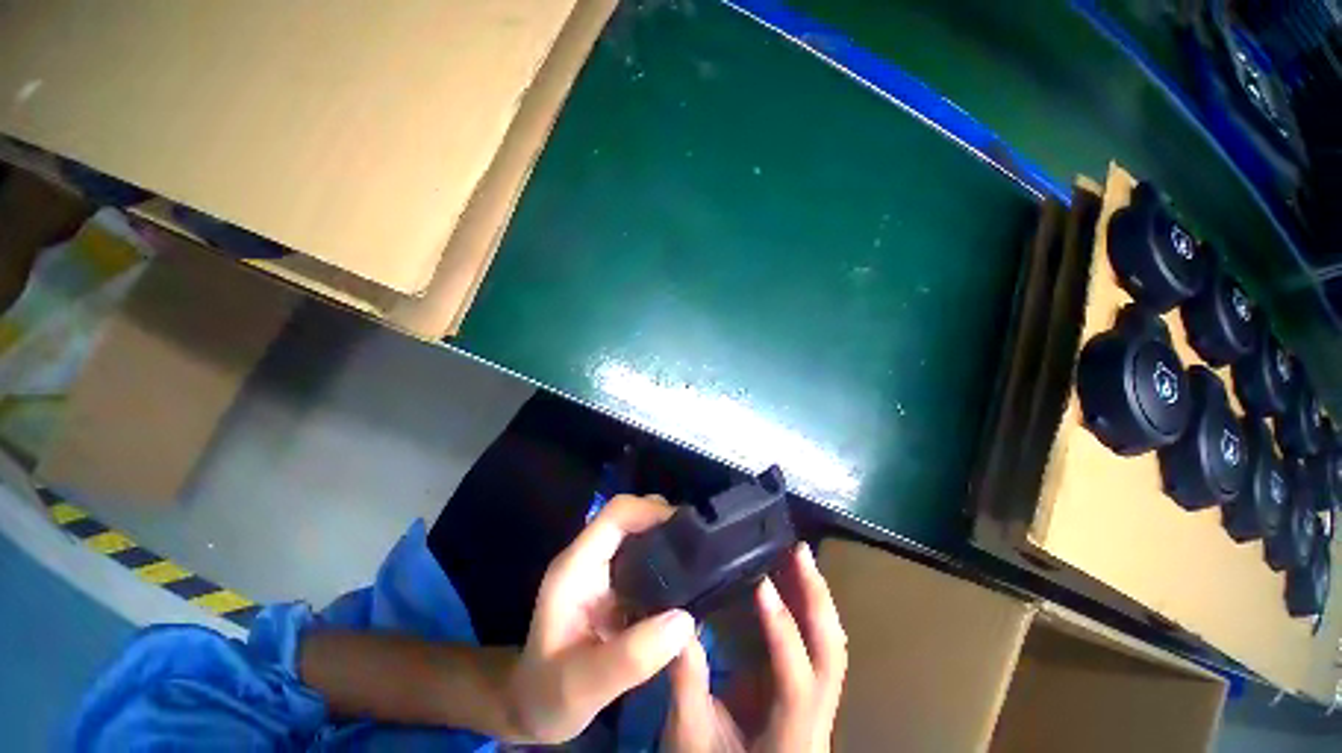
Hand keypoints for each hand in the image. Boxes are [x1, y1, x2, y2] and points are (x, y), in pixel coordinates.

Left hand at [503, 494, 696, 743]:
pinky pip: (647, 559)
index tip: (689, 530)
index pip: (616, 514)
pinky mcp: (616, 584)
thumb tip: (684, 620)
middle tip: (702, 548)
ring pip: (642, 534)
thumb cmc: (549, 696)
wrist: (534, 707)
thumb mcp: (583, 687)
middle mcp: (591, 557)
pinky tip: (689, 589)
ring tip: (702, 566)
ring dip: (671, 543)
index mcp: (576, 567)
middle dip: (667, 523)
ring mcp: (604, 569)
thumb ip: (630, 658)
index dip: (652, 511)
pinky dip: (669, 565)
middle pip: (632, 516)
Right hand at [662, 545, 847, 751]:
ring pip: (831, 646)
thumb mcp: (691, 736)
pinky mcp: (808, 693)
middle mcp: (818, 717)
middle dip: (817, 597)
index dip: (781, 628)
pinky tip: (794, 583)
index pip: (797, 677)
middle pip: (831, 652)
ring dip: (817, 598)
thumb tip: (678, 623)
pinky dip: (808, 610)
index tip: (762, 583)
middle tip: (799, 552)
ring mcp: (819, 704)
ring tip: (798, 557)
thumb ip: (687, 681)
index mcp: (792, 734)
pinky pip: (818, 646)